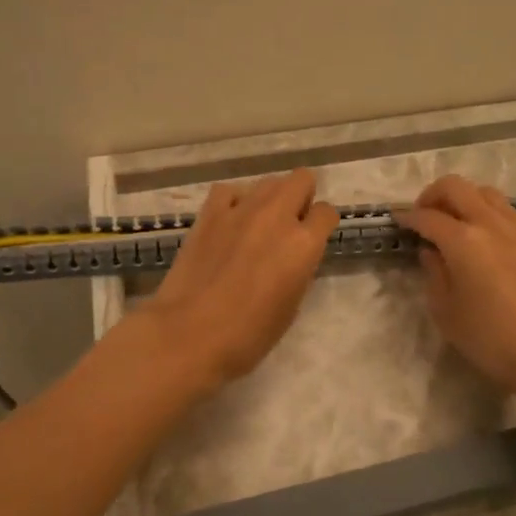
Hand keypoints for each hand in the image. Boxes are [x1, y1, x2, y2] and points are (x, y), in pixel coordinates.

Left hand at [142, 169, 339, 390]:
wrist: (189, 334)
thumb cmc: (248, 335)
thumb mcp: (291, 306)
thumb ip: (299, 270)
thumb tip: (293, 256)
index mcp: (304, 244)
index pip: (326, 213)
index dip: (321, 225)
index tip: (313, 239)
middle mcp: (277, 216)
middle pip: (301, 179)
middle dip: (301, 198)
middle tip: (289, 225)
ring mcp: (241, 210)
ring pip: (267, 182)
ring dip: (270, 200)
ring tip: (256, 226)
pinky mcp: (209, 213)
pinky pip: (229, 191)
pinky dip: (234, 202)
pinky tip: (229, 222)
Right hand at [394, 174, 515, 403]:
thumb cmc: (490, 339)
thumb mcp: (446, 311)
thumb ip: (434, 273)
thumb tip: (431, 251)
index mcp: (464, 241)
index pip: (428, 216)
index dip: (407, 216)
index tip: (397, 220)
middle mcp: (491, 223)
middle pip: (456, 187)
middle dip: (433, 195)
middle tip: (423, 216)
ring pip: (484, 192)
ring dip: (463, 199)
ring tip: (454, 223)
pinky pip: (505, 210)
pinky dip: (486, 211)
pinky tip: (482, 237)